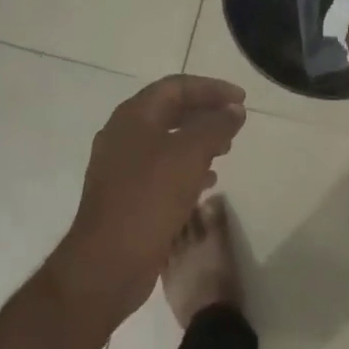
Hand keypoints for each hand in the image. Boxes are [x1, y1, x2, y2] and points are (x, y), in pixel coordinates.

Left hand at [54, 75, 246, 322]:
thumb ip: (215, 126)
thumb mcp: (190, 155)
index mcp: (133, 117)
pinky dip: (186, 169)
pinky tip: (207, 183)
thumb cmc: (149, 199)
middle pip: (169, 111)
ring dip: (198, 142)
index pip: (176, 87)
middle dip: (205, 114)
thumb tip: (233, 110)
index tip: (241, 99)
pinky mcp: (126, 196)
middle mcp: (123, 136)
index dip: (211, 88)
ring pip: (166, 142)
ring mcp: (121, 167)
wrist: (108, 262)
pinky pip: (161, 171)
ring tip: (226, 151)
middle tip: (235, 123)